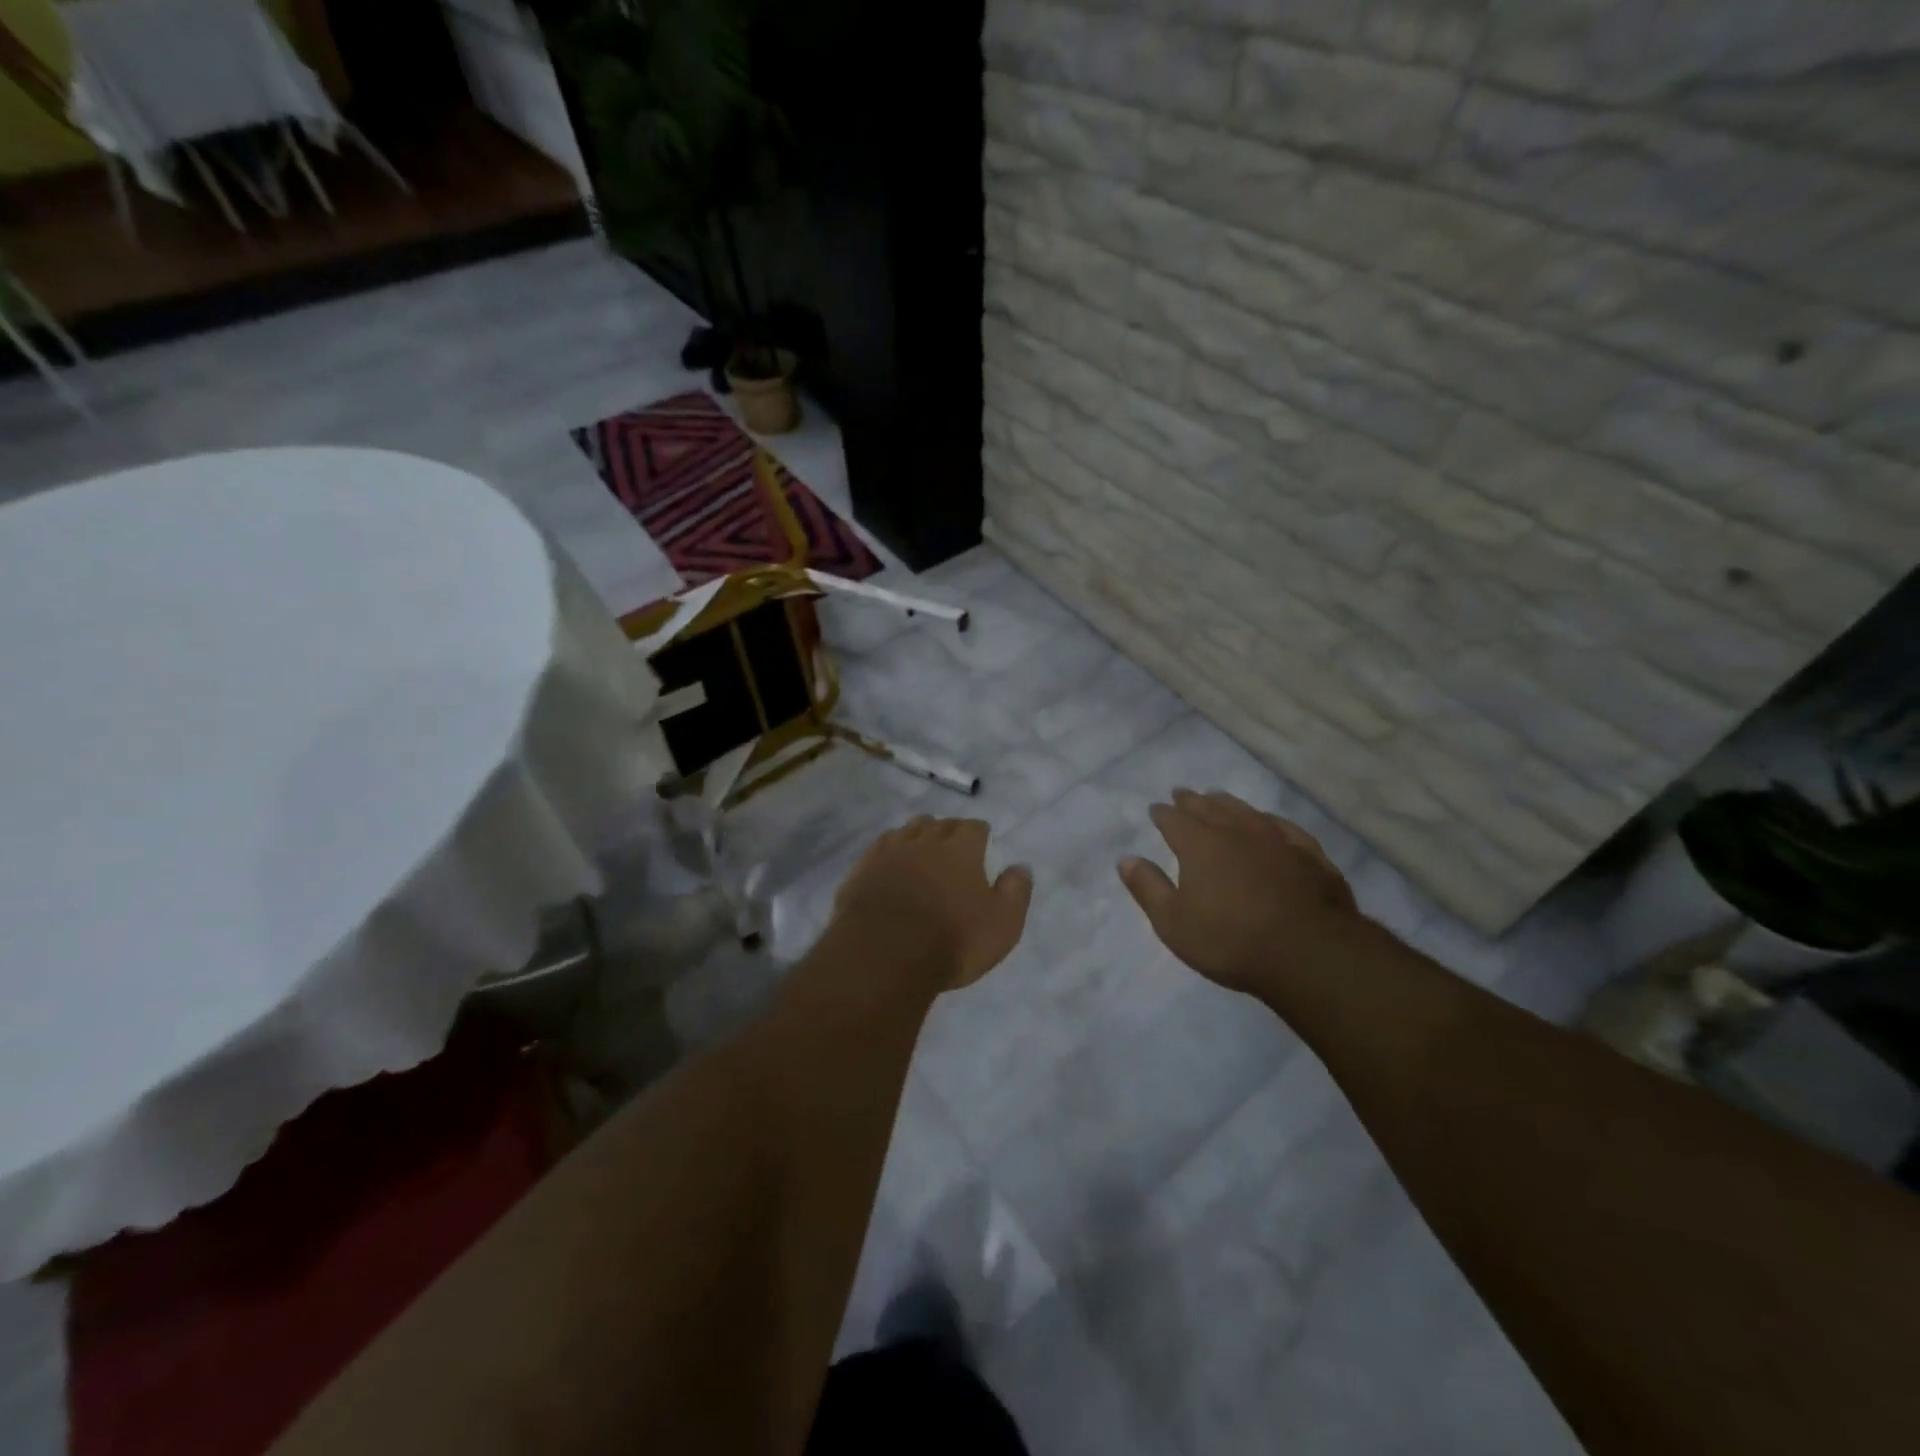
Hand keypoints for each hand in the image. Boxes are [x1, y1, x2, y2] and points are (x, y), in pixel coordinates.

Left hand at [833, 816, 1033, 990]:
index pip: (974, 828)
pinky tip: (891, 858)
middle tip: (954, 842)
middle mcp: (925, 842)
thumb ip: (1015, 892)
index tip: (982, 839)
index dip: (980, 832)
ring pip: (907, 829)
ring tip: (923, 845)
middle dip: (949, 829)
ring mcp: (890, 853)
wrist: (883, 955)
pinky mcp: (862, 869)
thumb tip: (1020, 866)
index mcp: (961, 850)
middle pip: (940, 824)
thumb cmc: (952, 941)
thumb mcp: (1002, 924)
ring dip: (918, 833)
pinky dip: (890, 848)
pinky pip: (880, 846)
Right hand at [1119, 789, 1359, 995]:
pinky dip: (1270, 821)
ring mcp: (1277, 839)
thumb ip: (1148, 887)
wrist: (1309, 953)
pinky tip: (1270, 823)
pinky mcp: (1310, 855)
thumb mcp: (1173, 922)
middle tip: (1182, 793)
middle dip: (1192, 800)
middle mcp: (1236, 831)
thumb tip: (1125, 858)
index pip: (1174, 820)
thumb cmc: (1230, 940)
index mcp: (1200, 844)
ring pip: (1246, 811)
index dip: (1162, 813)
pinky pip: (1284, 827)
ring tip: (1218, 798)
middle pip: (1209, 808)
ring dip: (1228, 803)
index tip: (1156, 809)